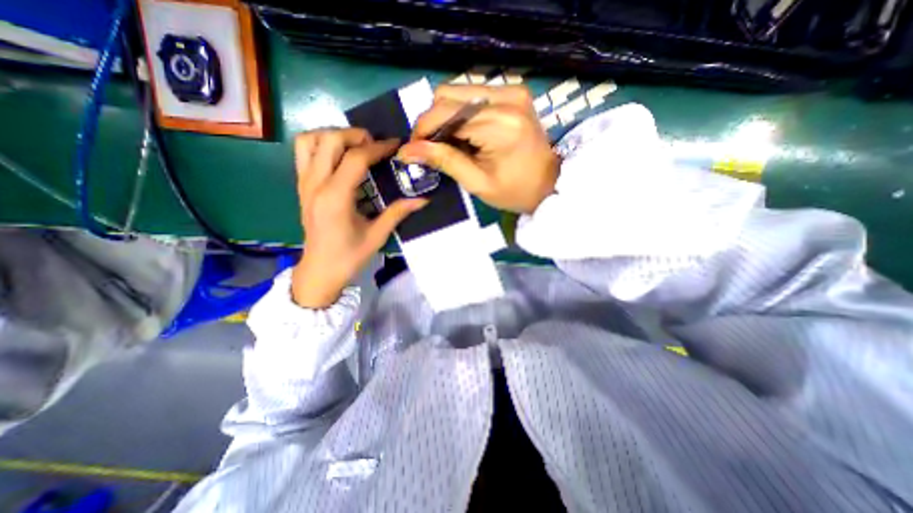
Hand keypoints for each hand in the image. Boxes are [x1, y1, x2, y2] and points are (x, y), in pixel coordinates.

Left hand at [292, 128, 428, 308]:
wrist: (320, 271)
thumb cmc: (349, 257)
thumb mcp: (377, 235)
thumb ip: (398, 213)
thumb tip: (422, 199)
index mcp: (336, 198)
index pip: (356, 158)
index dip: (378, 148)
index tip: (395, 145)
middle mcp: (315, 184)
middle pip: (329, 140)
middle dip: (355, 135)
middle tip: (375, 145)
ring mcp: (304, 183)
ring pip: (309, 140)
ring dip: (333, 135)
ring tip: (354, 146)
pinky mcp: (301, 186)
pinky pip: (304, 152)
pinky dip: (321, 144)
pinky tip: (340, 157)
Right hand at [398, 85, 559, 211]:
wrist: (550, 184)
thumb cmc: (515, 191)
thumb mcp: (477, 183)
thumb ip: (443, 161)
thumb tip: (407, 151)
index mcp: (499, 124)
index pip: (445, 114)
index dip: (423, 130)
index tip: (414, 150)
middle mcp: (506, 96)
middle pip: (448, 95)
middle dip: (433, 122)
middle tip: (433, 148)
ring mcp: (512, 90)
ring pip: (458, 91)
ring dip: (446, 117)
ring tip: (451, 143)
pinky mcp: (514, 92)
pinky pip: (473, 94)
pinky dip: (461, 113)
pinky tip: (466, 134)